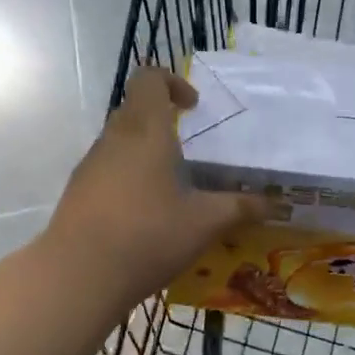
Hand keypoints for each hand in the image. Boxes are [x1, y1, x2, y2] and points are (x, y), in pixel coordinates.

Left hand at [42, 66, 268, 314]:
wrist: (78, 275)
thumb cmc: (147, 235)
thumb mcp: (204, 223)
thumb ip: (240, 208)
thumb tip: (277, 204)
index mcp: (146, 131)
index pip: (148, 79)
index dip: (171, 82)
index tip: (193, 107)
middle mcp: (114, 139)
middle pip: (134, 108)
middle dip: (161, 118)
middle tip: (188, 147)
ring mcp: (90, 165)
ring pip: (118, 139)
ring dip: (143, 149)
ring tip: (170, 184)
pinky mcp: (77, 191)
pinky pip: (106, 167)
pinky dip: (126, 175)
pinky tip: (143, 212)